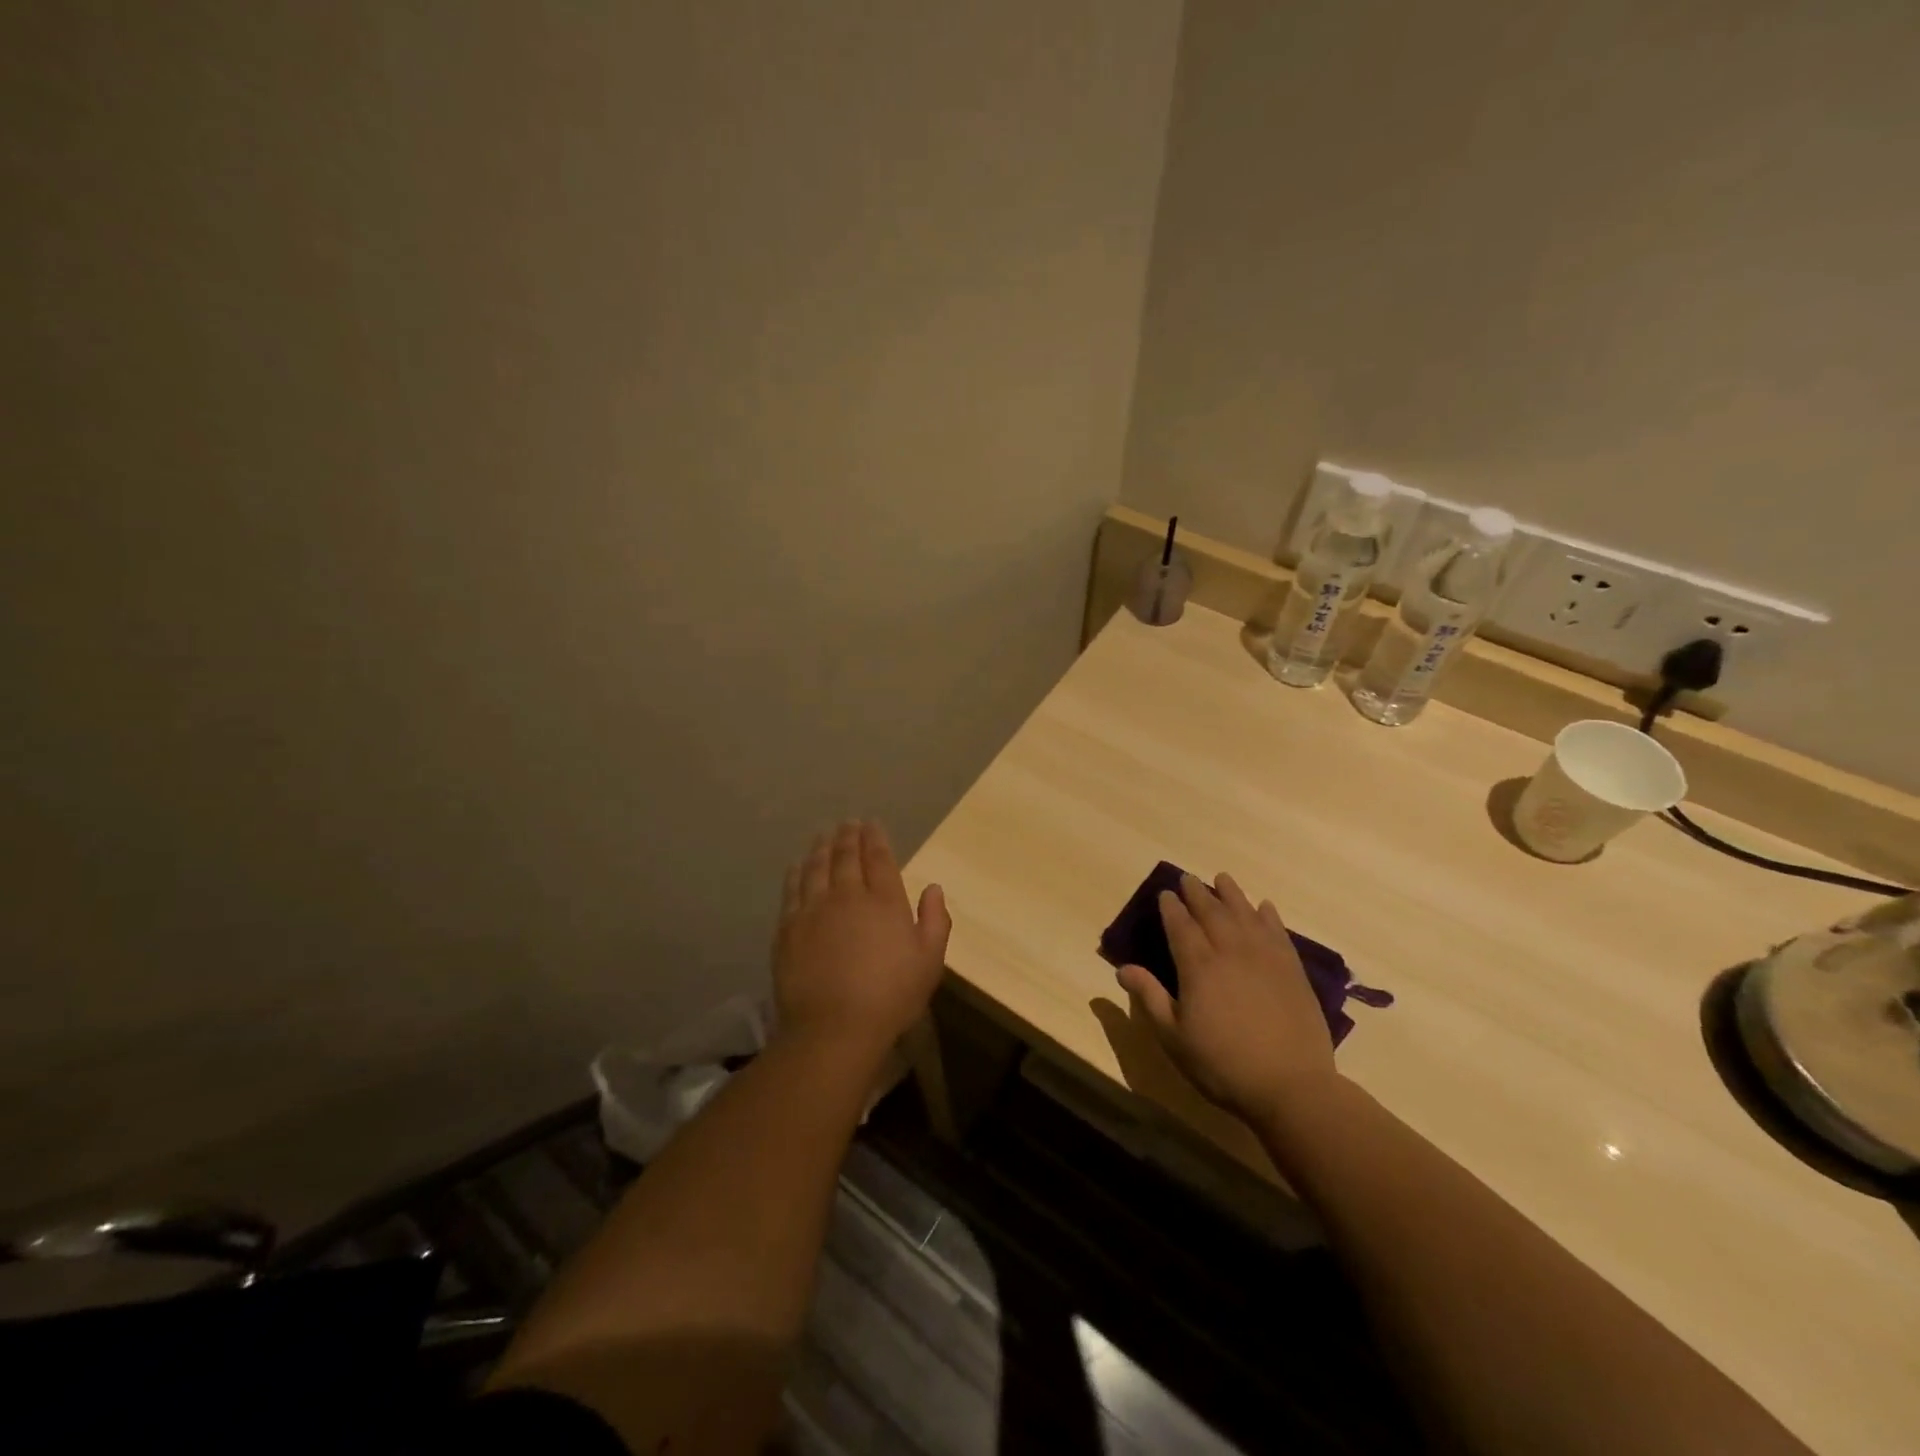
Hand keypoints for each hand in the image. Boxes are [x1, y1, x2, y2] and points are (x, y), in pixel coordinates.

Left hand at [773, 821, 950, 1057]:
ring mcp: (814, 909)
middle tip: (848, 823)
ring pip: (817, 866)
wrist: (833, 1028)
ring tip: (824, 835)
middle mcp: (848, 895)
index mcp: (884, 901)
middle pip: (846, 856)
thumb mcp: (929, 962)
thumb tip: (933, 887)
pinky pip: (792, 889)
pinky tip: (798, 865)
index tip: (871, 824)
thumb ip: (935, 920)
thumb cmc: (891, 997)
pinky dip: (797, 872)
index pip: (879, 857)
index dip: (875, 838)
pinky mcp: (789, 928)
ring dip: (822, 847)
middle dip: (848, 836)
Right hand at [1116, 872, 1337, 1123]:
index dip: (1171, 908)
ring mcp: (1265, 958)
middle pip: (1212, 912)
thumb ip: (1150, 997)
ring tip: (1222, 879)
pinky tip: (1264, 907)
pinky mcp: (1292, 970)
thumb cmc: (1223, 1064)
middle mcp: (1231, 951)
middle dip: (1197, 893)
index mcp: (1198, 966)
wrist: (1291, 1086)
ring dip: (1232, 894)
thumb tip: (1122, 968)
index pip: (1180, 925)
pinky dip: (1268, 915)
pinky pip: (1277, 932)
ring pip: (1245, 914)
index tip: (1165, 894)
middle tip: (1188, 879)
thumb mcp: (1174, 1037)